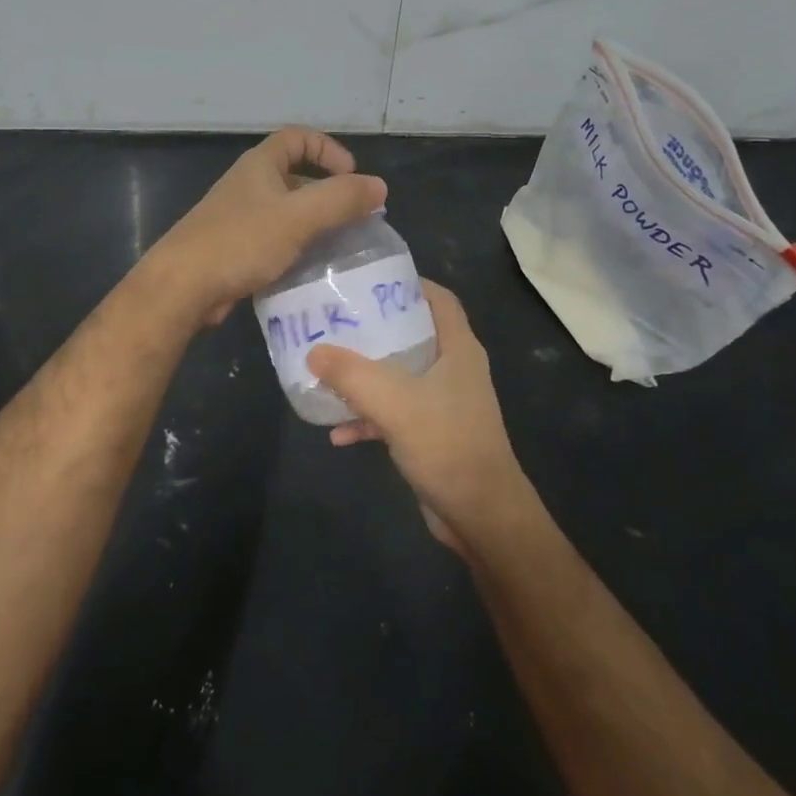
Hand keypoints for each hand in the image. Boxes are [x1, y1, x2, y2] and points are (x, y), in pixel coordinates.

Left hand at [150, 126, 387, 326]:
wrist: (183, 287)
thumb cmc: (241, 241)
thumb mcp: (299, 216)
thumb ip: (341, 199)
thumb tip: (380, 187)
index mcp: (260, 166)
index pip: (298, 138)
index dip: (328, 149)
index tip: (351, 175)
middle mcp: (248, 186)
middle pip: (295, 177)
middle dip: (327, 193)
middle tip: (355, 218)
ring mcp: (239, 219)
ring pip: (287, 214)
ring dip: (315, 225)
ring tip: (341, 247)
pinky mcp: (236, 251)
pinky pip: (275, 242)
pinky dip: (297, 249)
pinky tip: (312, 271)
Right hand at [306, 281, 533, 555]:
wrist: (481, 515)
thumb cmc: (447, 444)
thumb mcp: (395, 403)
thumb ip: (352, 375)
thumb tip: (313, 351)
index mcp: (457, 348)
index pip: (439, 299)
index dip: (410, 283)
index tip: (370, 280)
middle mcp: (454, 369)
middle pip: (414, 334)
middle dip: (376, 329)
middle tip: (337, 321)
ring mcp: (445, 403)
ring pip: (401, 376)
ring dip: (367, 376)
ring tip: (328, 370)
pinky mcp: (433, 435)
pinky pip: (395, 414)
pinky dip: (370, 418)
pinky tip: (337, 433)